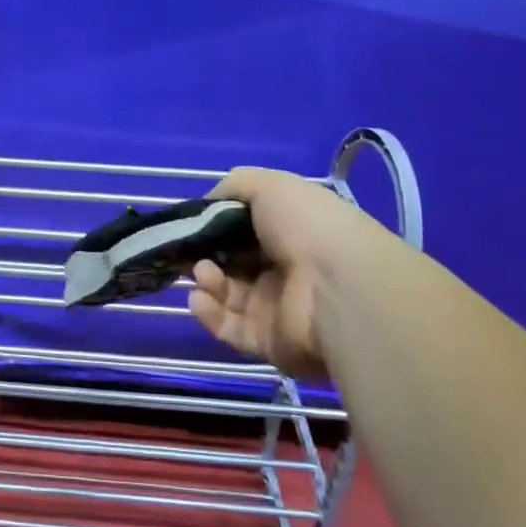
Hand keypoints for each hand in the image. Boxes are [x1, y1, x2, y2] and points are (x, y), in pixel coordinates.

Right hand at [187, 167, 369, 378]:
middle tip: (184, 249)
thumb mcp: (270, 185)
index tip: (189, 222)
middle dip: (203, 253)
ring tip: (203, 272)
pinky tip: (200, 297)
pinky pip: (229, 328)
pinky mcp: (267, 341)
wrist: (341, 290)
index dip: (214, 224)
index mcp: (289, 231)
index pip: (243, 229)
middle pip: (230, 262)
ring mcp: (275, 307)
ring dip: (205, 280)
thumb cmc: (308, 227)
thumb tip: (206, 204)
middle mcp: (282, 269)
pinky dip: (209, 313)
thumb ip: (234, 186)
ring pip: (226, 294)